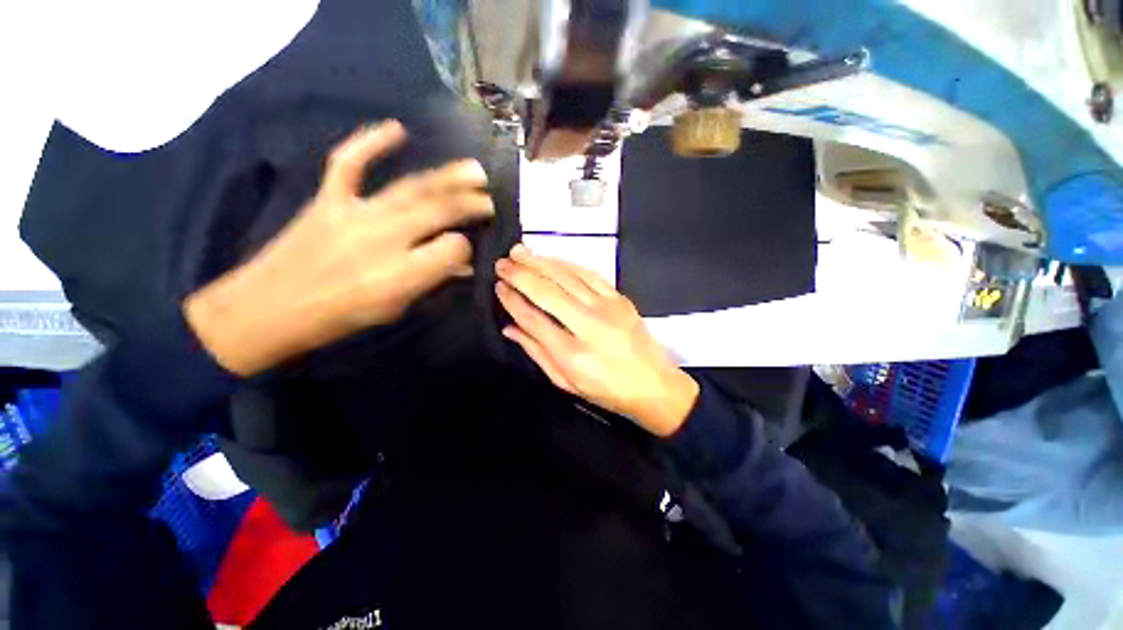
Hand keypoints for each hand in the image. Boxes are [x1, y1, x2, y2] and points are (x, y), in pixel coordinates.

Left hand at [185, 120, 493, 375]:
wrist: (268, 308)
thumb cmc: (339, 317)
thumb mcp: (396, 308)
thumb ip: (430, 281)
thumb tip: (461, 265)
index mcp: (401, 274)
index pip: (452, 249)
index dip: (466, 246)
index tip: (469, 248)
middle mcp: (383, 239)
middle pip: (437, 211)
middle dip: (470, 203)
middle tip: (489, 197)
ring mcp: (354, 213)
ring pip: (410, 187)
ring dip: (446, 176)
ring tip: (473, 169)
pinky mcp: (328, 199)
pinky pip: (349, 163)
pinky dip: (371, 142)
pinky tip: (396, 129)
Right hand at [495, 245, 698, 436]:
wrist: (654, 385)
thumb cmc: (607, 390)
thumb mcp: (567, 382)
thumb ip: (537, 352)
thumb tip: (510, 328)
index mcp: (572, 353)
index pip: (533, 318)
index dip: (512, 300)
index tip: (498, 286)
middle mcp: (589, 325)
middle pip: (548, 292)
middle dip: (521, 274)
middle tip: (502, 263)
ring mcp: (607, 308)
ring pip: (567, 277)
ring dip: (541, 262)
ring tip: (519, 252)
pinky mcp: (620, 299)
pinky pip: (589, 274)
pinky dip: (567, 264)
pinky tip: (552, 259)